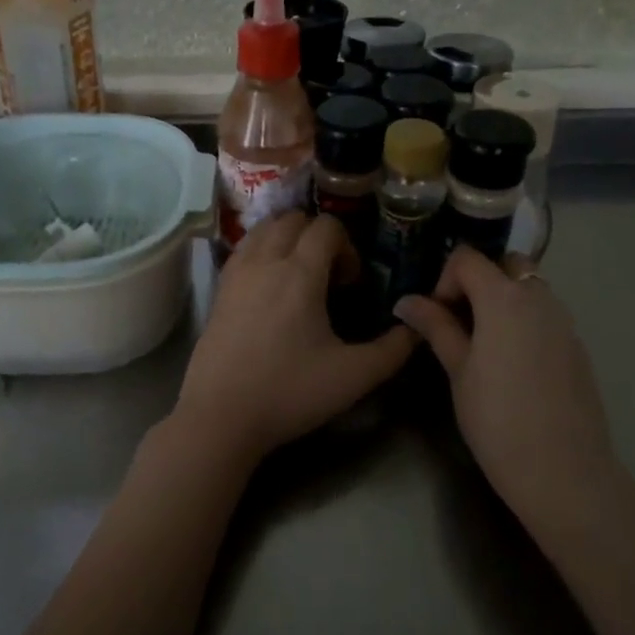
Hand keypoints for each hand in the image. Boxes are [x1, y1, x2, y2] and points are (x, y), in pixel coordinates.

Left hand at [175, 212, 416, 461]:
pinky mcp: (219, 289)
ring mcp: (237, 272)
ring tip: (299, 274)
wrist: (220, 416)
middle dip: (317, 236)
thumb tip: (416, 328)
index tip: (350, 283)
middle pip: (293, 218)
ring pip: (264, 228)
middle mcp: (266, 260)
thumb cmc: (289, 392)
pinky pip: (243, 248)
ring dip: (287, 237)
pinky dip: (262, 250)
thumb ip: (393, 350)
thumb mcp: (354, 376)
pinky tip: (270, 287)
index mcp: (300, 272)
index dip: (347, 246)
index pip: (327, 226)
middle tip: (328, 276)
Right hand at [394, 247, 621, 543]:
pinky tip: (512, 364)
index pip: (468, 258)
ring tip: (483, 344)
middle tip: (460, 320)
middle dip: (479, 280)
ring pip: (529, 287)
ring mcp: (564, 321)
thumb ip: (436, 327)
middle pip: (505, 263)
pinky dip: (524, 320)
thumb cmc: (497, 420)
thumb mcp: (458, 371)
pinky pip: (546, 314)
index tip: (436, 315)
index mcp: (504, 298)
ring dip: (503, 299)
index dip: (445, 279)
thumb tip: (406, 301)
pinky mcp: (578, 346)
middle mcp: (539, 297)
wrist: (564, 472)